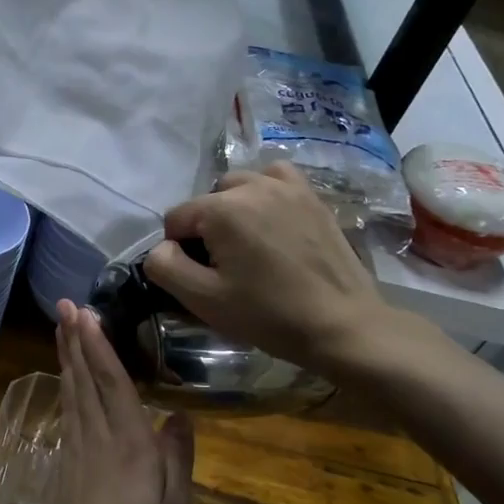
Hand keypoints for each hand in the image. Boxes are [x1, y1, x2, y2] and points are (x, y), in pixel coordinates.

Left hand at [28, 301, 194, 503]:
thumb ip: (177, 461)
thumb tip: (179, 416)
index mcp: (127, 447)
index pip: (112, 382)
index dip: (98, 344)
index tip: (84, 311)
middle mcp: (96, 441)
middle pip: (83, 380)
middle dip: (74, 339)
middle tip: (63, 304)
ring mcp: (75, 455)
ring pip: (71, 395)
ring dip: (67, 358)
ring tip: (62, 329)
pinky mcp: (64, 472)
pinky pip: (67, 416)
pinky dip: (66, 389)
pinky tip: (67, 383)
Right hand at [145, 161, 407, 376]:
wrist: (342, 325)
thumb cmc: (268, 314)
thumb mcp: (203, 299)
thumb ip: (165, 267)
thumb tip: (161, 248)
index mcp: (221, 209)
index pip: (176, 219)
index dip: (179, 250)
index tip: (201, 277)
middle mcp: (252, 185)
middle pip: (207, 201)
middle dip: (207, 228)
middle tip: (226, 266)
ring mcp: (287, 187)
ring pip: (239, 186)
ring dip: (234, 209)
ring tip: (248, 244)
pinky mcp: (312, 196)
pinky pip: (275, 179)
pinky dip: (265, 193)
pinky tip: (272, 219)